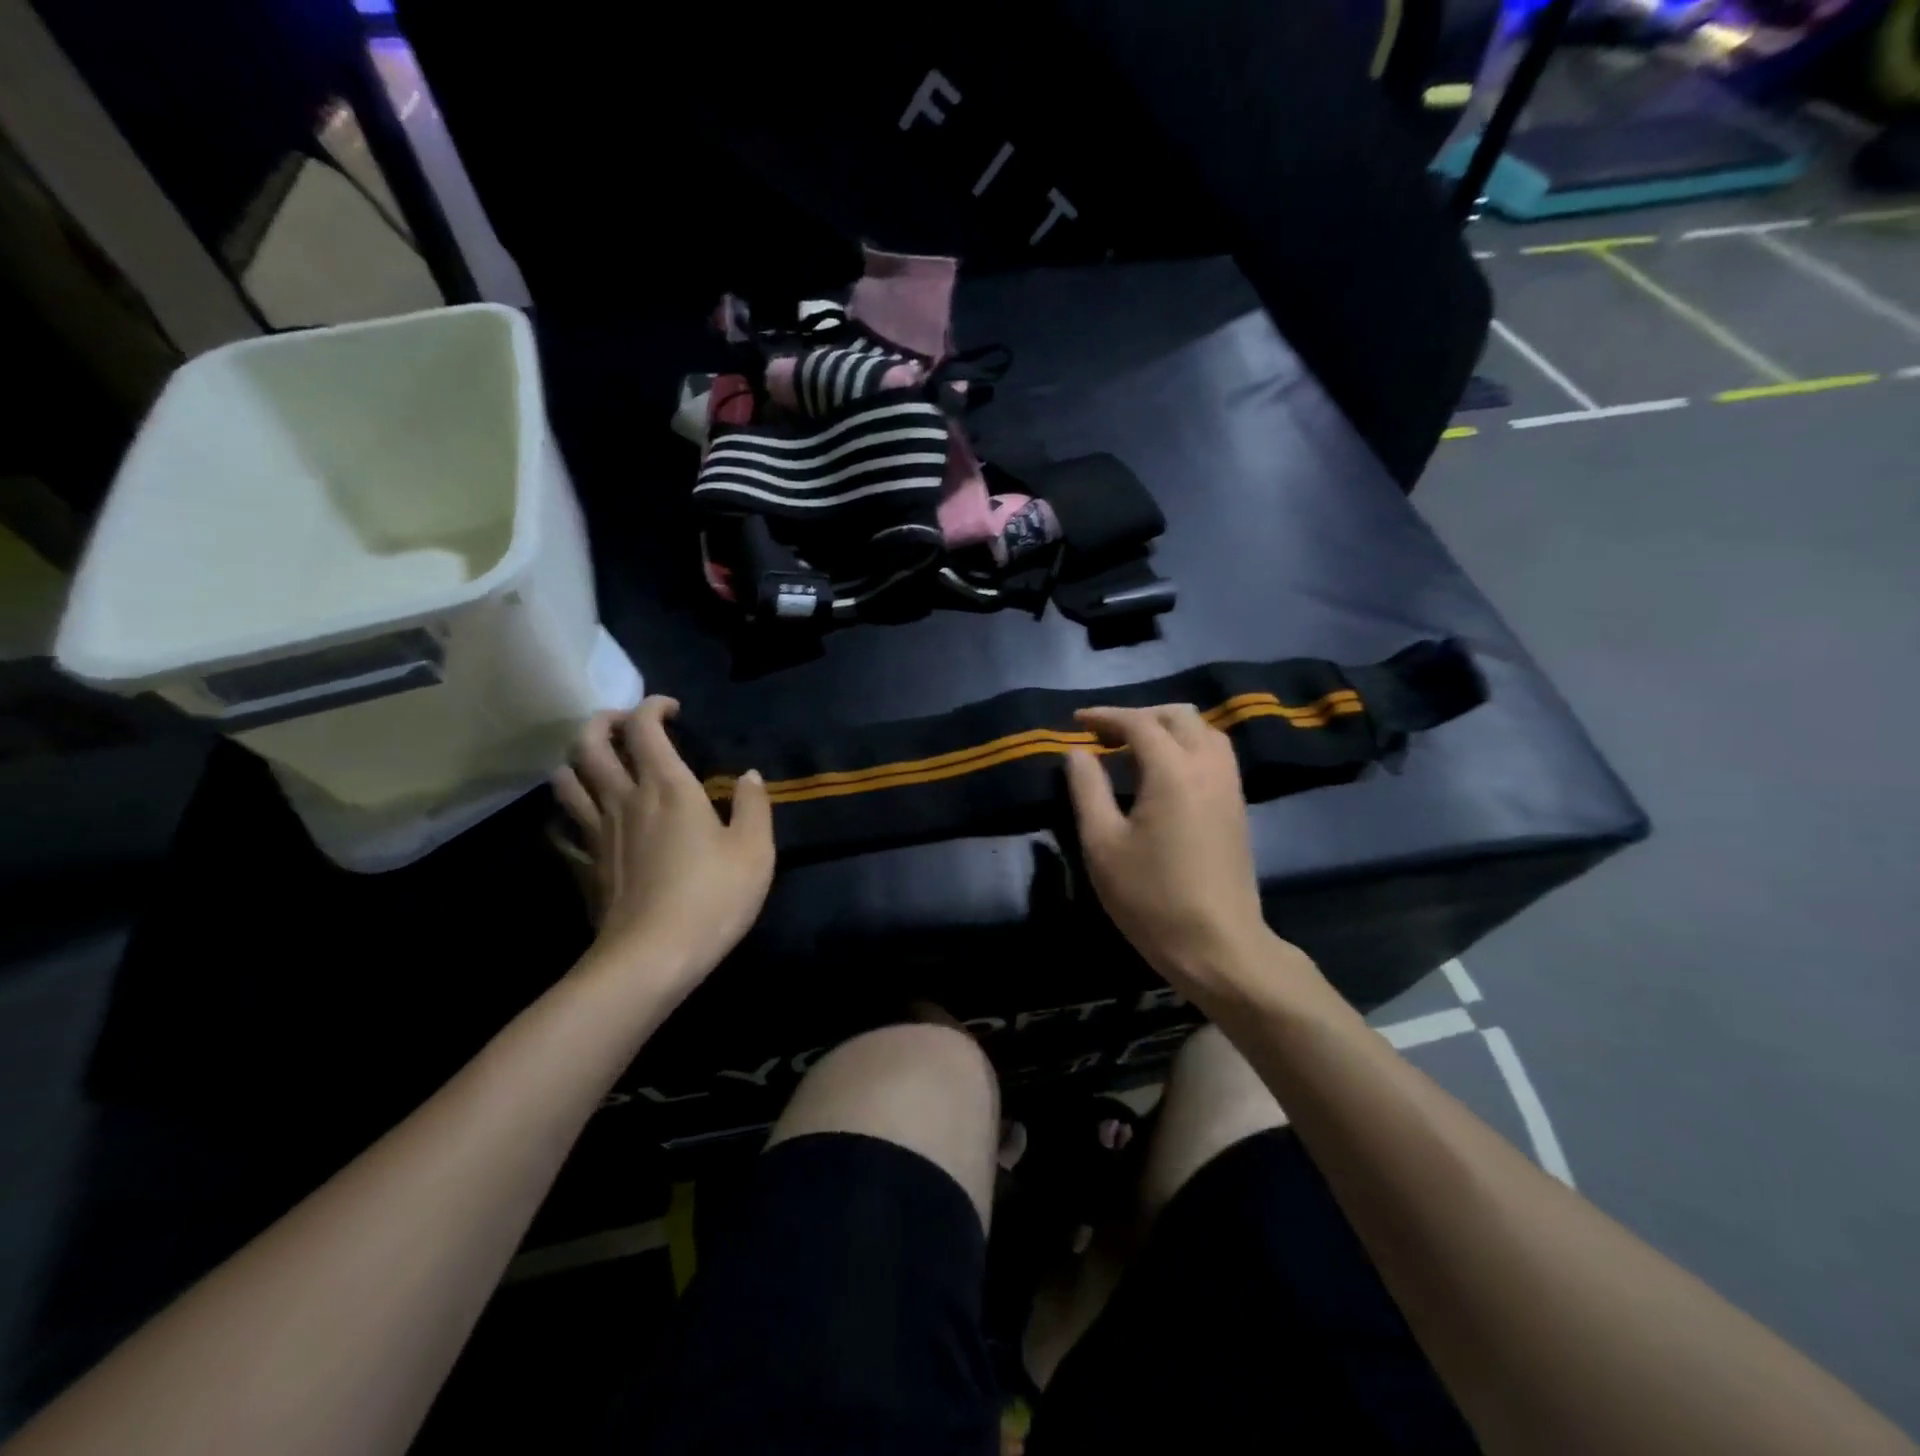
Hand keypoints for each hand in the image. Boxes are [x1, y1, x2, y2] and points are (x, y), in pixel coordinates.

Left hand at [552, 697, 774, 988]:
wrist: (652, 958)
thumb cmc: (712, 898)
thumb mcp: (755, 850)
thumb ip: (754, 806)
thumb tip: (749, 776)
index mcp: (667, 787)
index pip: (644, 727)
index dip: (653, 706)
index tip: (672, 709)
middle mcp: (624, 799)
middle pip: (589, 743)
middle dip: (603, 722)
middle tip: (624, 725)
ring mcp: (596, 833)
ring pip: (565, 780)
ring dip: (578, 761)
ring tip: (599, 765)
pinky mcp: (583, 865)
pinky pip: (561, 829)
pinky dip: (566, 814)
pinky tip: (581, 820)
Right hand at [1064, 704, 1303, 1007]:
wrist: (1218, 945)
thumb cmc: (1151, 897)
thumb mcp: (1102, 844)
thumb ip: (1087, 790)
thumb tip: (1077, 753)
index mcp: (1172, 771)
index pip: (1139, 723)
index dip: (1106, 716)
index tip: (1077, 721)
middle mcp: (1208, 767)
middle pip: (1179, 717)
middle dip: (1140, 715)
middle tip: (1106, 735)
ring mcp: (1229, 786)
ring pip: (1204, 732)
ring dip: (1168, 728)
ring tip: (1135, 749)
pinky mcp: (1238, 806)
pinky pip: (1215, 754)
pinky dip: (1188, 746)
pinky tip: (1165, 773)